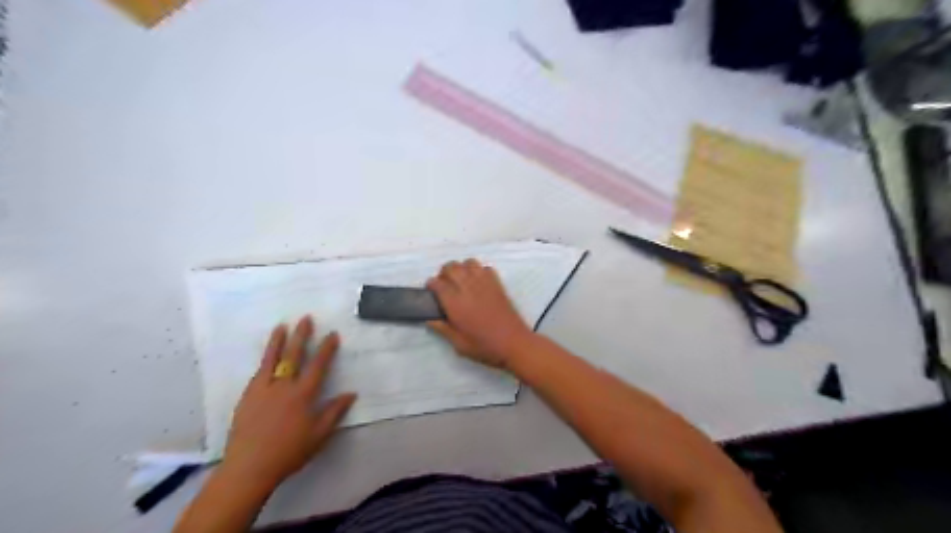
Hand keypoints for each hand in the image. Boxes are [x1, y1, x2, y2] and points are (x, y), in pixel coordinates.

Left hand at [221, 316, 358, 491]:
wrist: (249, 468)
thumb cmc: (289, 452)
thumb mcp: (319, 435)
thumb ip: (335, 412)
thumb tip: (351, 394)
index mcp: (303, 395)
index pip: (318, 365)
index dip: (326, 348)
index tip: (332, 334)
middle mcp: (283, 387)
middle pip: (294, 356)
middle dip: (301, 336)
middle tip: (306, 318)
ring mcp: (263, 390)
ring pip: (271, 359)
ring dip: (278, 341)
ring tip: (282, 326)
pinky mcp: (247, 397)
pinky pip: (258, 373)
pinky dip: (264, 361)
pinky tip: (267, 357)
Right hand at [429, 259, 536, 368]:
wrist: (514, 343)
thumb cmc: (485, 347)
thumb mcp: (459, 344)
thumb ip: (442, 329)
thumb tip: (429, 319)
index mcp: (455, 304)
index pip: (437, 283)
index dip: (431, 285)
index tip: (431, 292)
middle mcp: (468, 288)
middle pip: (451, 267)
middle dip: (444, 273)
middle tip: (444, 285)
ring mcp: (484, 283)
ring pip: (468, 263)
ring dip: (461, 268)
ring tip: (461, 281)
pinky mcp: (497, 284)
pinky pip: (485, 267)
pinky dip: (478, 270)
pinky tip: (477, 282)